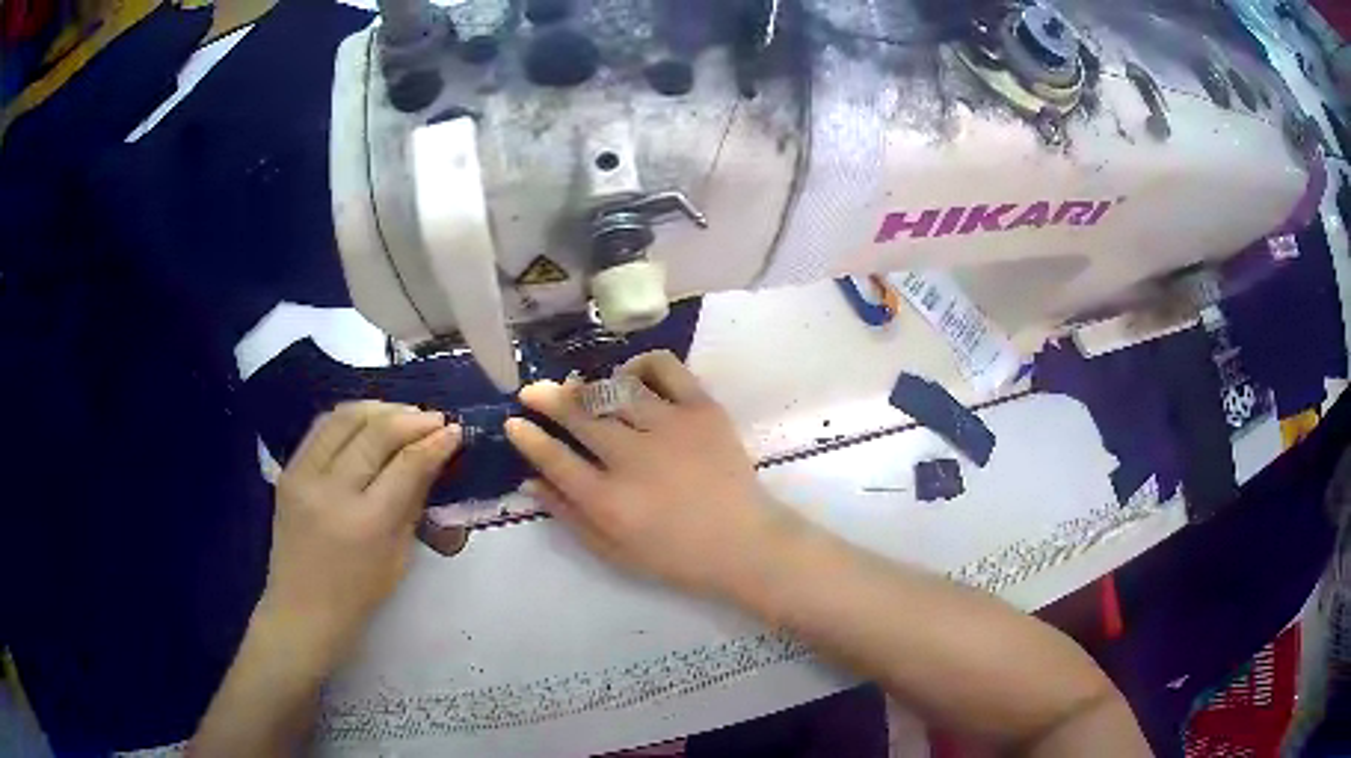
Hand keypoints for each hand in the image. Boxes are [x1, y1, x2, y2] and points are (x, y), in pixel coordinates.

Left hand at [260, 402, 460, 673]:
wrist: (302, 609)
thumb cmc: (359, 594)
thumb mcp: (399, 555)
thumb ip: (413, 501)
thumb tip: (433, 457)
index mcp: (367, 523)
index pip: (407, 464)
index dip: (435, 441)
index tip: (455, 430)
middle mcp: (332, 492)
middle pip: (376, 432)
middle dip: (412, 418)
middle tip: (435, 419)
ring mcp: (304, 476)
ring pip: (345, 418)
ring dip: (380, 408)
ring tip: (403, 414)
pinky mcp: (288, 470)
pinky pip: (321, 427)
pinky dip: (350, 416)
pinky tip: (368, 420)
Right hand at [505, 351, 788, 597]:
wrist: (745, 543)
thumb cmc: (676, 556)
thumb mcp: (613, 551)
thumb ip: (568, 515)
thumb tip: (529, 480)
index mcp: (609, 501)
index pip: (554, 458)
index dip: (528, 437)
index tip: (514, 423)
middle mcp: (633, 458)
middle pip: (578, 414)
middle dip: (547, 398)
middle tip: (532, 391)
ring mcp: (670, 427)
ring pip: (614, 388)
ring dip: (589, 385)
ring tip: (581, 389)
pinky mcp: (702, 409)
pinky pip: (664, 368)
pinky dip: (641, 364)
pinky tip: (631, 376)